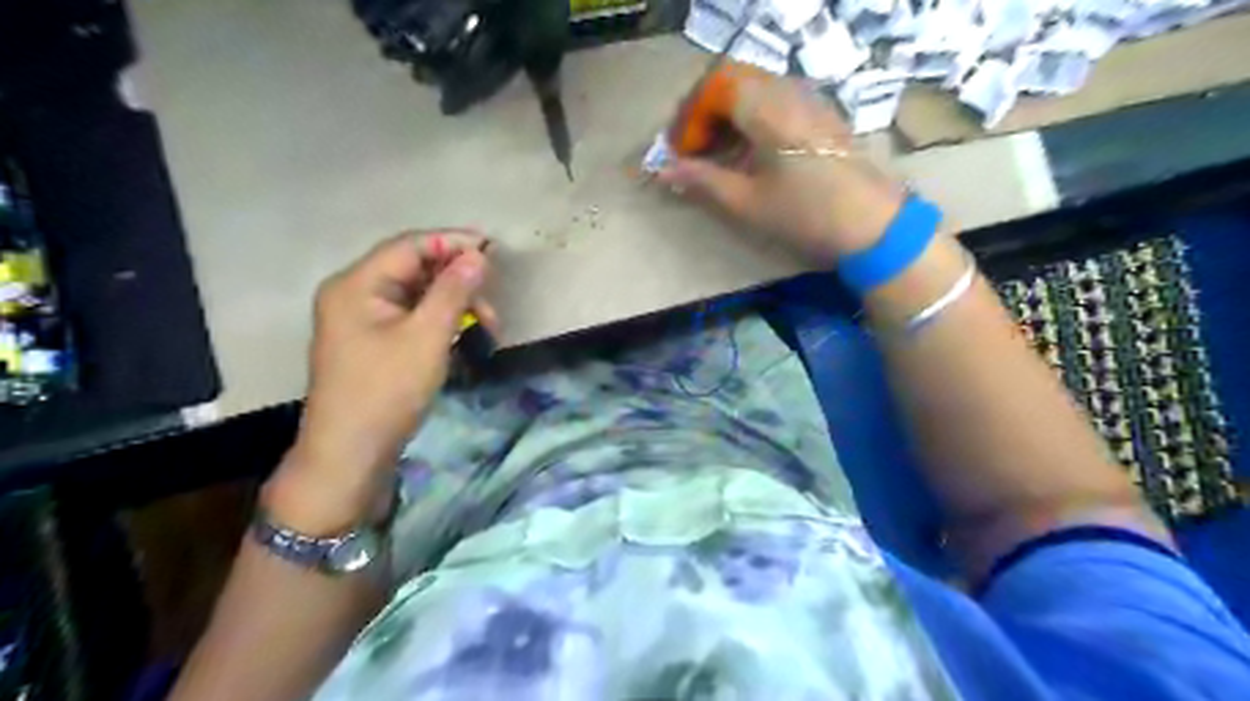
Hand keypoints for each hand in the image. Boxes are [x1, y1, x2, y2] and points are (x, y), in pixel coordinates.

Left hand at [266, 229, 496, 529]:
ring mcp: (362, 319)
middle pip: (414, 268)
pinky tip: (463, 333)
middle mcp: (355, 293)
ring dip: (454, 303)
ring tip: (488, 326)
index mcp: (356, 284)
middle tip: (493, 303)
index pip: (410, 246)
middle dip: (458, 280)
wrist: (350, 454)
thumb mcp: (427, 337)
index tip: (494, 250)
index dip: (452, 243)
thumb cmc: (386, 391)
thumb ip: (454, 291)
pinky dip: (441, 320)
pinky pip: (412, 316)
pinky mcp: (373, 342)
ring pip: (417, 294)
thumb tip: (478, 255)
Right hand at [658, 65, 903, 264]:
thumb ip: (702, 180)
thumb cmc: (805, 213)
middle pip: (734, 81)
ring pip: (756, 89)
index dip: (689, 117)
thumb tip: (663, 171)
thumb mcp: (746, 201)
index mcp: (766, 106)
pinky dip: (752, 119)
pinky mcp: (822, 115)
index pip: (714, 88)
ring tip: (716, 154)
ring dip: (728, 115)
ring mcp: (809, 99)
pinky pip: (777, 101)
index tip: (678, 151)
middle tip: (691, 148)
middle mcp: (787, 90)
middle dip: (705, 112)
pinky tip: (750, 153)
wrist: (873, 224)